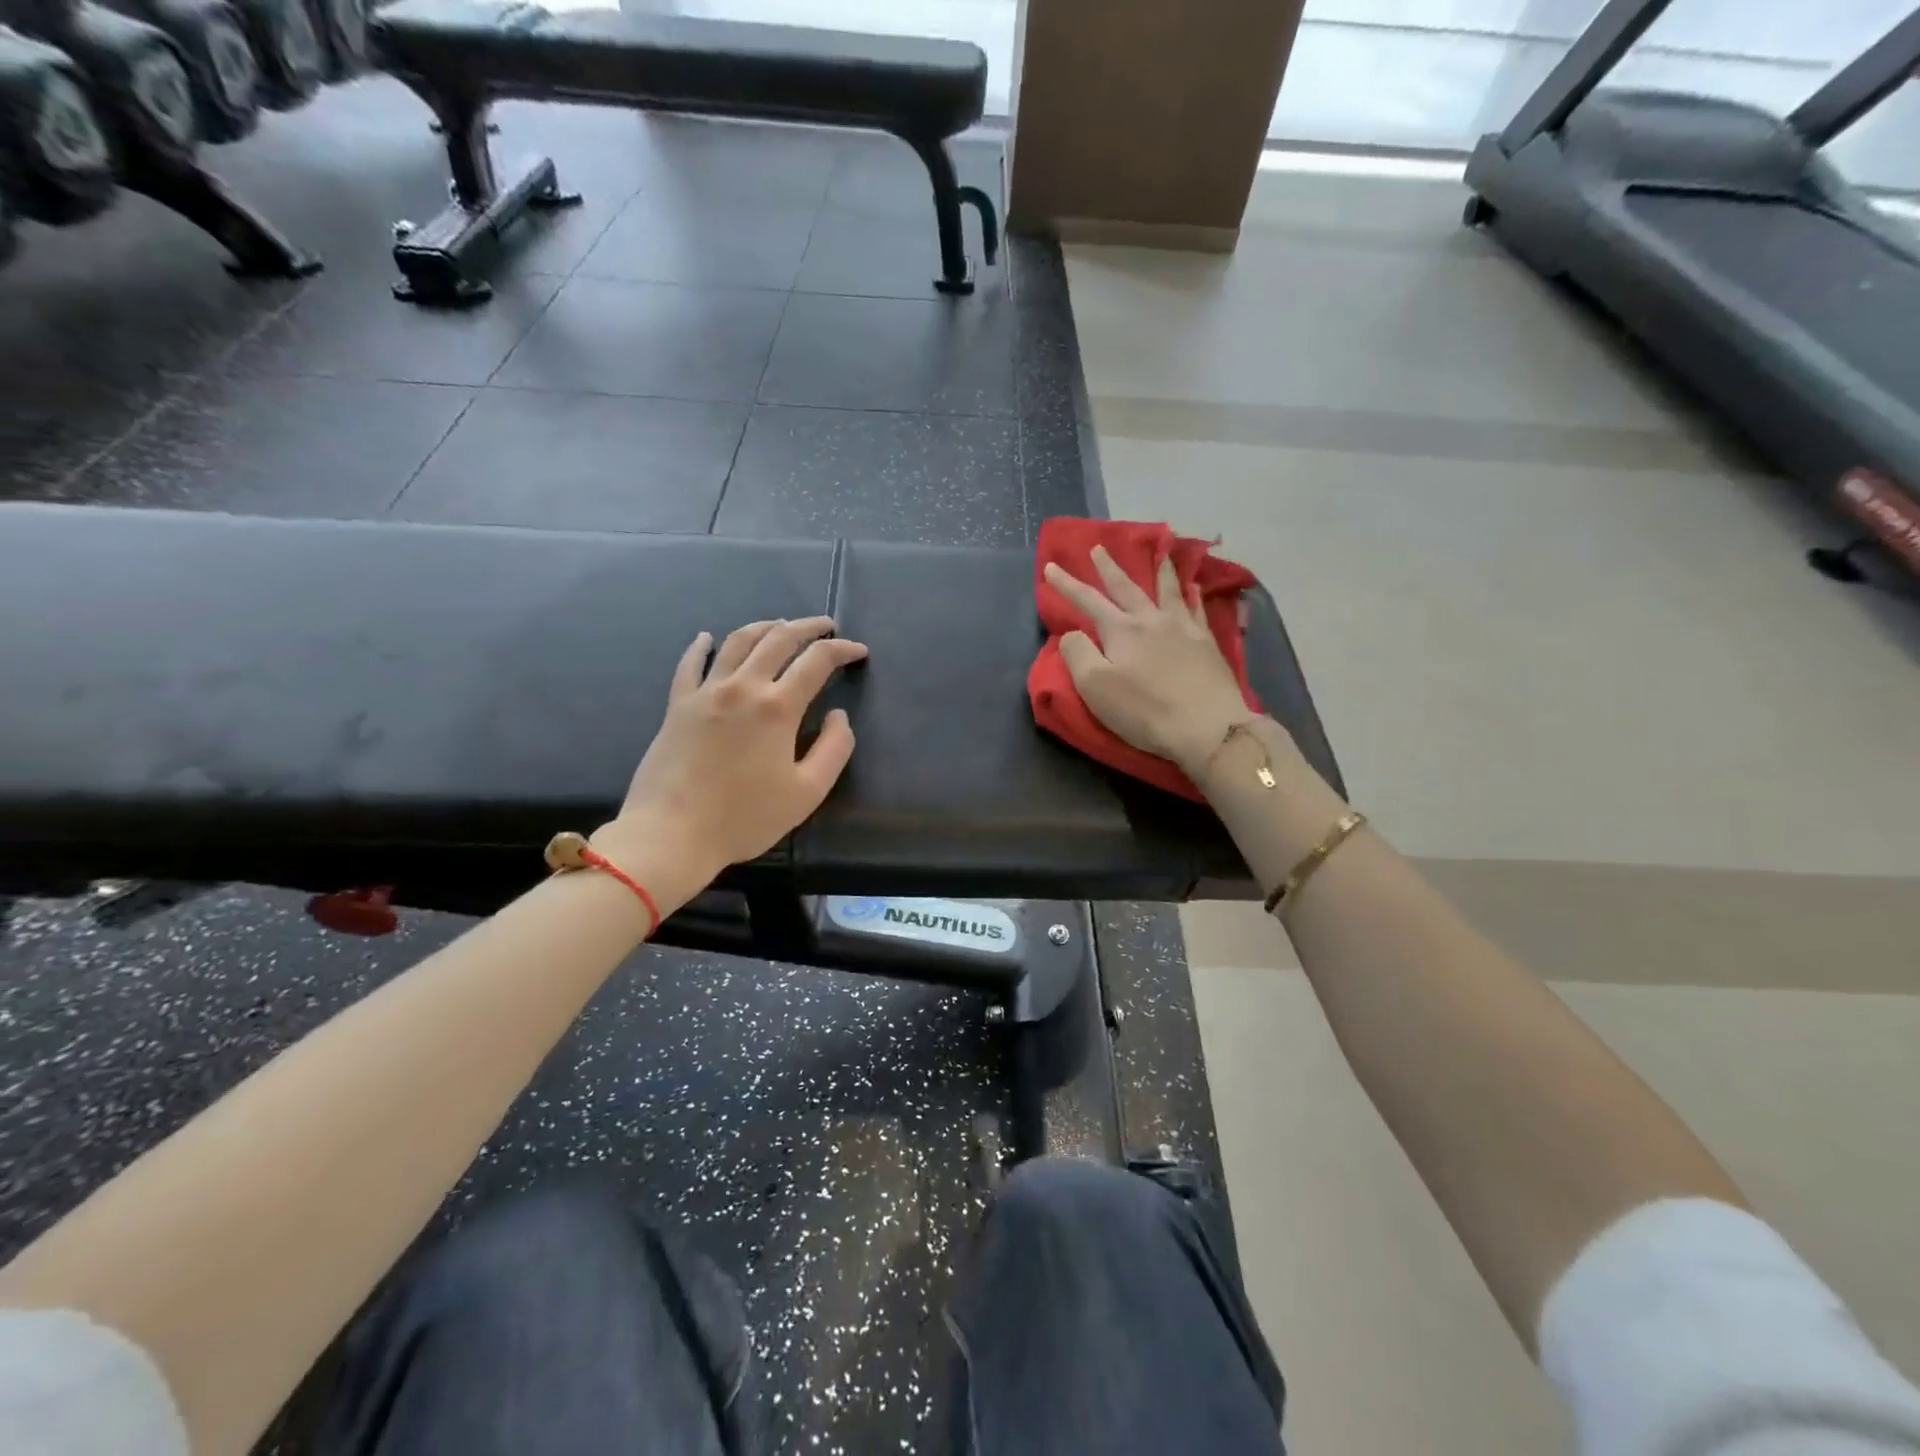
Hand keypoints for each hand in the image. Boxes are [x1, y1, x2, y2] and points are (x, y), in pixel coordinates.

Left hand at [603, 618, 866, 882]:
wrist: (671, 834)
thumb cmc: (745, 818)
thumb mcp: (807, 792)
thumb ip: (834, 749)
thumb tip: (839, 716)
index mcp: (777, 707)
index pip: (817, 661)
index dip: (842, 650)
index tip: (858, 651)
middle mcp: (742, 687)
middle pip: (778, 639)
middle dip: (808, 627)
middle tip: (826, 626)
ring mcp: (705, 692)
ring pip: (737, 641)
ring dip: (764, 627)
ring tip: (781, 625)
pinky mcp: (677, 705)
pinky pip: (690, 664)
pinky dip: (701, 646)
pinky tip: (706, 637)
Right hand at [1043, 546, 1250, 776]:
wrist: (1207, 726)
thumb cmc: (1144, 710)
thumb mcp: (1095, 687)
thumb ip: (1077, 654)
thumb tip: (1073, 633)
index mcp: (1120, 630)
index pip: (1087, 601)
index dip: (1066, 584)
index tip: (1051, 567)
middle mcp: (1151, 620)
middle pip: (1126, 587)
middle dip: (1109, 568)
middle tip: (1098, 547)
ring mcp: (1183, 628)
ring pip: (1167, 590)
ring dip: (1159, 569)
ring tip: (1159, 552)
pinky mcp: (1207, 643)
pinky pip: (1197, 608)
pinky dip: (1192, 594)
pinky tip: (1194, 587)